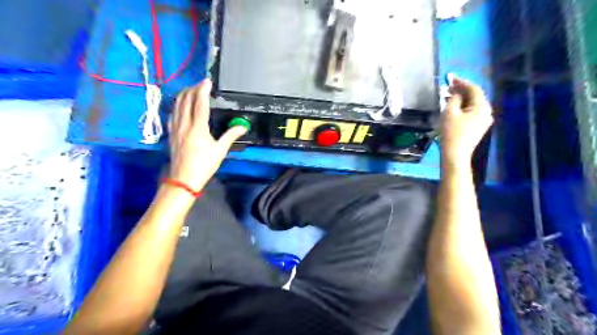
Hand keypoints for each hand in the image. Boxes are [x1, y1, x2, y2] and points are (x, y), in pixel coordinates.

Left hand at [166, 78, 245, 191]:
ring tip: (191, 90)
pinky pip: (172, 114)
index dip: (203, 90)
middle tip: (200, 85)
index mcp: (198, 127)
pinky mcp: (171, 133)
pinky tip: (179, 105)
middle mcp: (184, 124)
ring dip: (183, 95)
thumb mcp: (220, 151)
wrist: (183, 178)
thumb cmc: (204, 165)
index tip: (207, 81)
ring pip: (176, 105)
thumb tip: (243, 126)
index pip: (200, 103)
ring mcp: (175, 128)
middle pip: (185, 100)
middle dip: (192, 89)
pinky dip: (177, 105)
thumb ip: (231, 135)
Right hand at [440, 75, 491, 166]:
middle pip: (475, 96)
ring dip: (462, 99)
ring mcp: (484, 121)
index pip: (474, 89)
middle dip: (462, 90)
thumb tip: (456, 92)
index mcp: (482, 107)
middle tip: (449, 87)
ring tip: (449, 96)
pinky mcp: (478, 128)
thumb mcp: (450, 112)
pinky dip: (463, 108)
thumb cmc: (451, 132)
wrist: (455, 154)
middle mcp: (487, 112)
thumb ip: (454, 99)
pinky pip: (472, 113)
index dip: (462, 82)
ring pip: (473, 105)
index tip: (450, 78)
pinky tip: (454, 108)